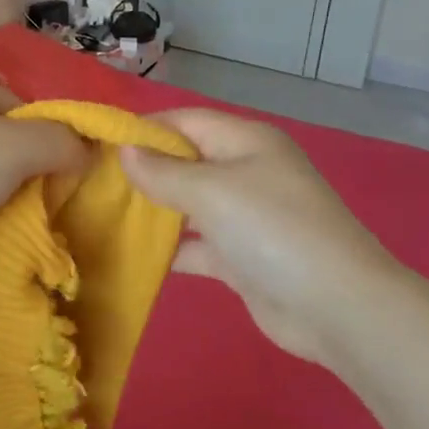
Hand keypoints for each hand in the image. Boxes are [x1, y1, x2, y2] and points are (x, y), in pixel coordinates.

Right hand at [122, 109, 402, 366]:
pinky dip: (171, 249)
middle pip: (185, 162)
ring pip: (189, 204)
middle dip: (143, 170)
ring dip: (153, 210)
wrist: (336, 307)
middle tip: (92, 183)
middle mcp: (246, 171)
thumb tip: (126, 151)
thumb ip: (163, 172)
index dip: (142, 129)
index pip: (184, 121)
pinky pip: (197, 244)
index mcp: (246, 141)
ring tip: (101, 215)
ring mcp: (246, 216)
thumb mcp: (212, 191)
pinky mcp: (242, 257)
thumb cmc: (272, 230)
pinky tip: (133, 255)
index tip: (96, 143)